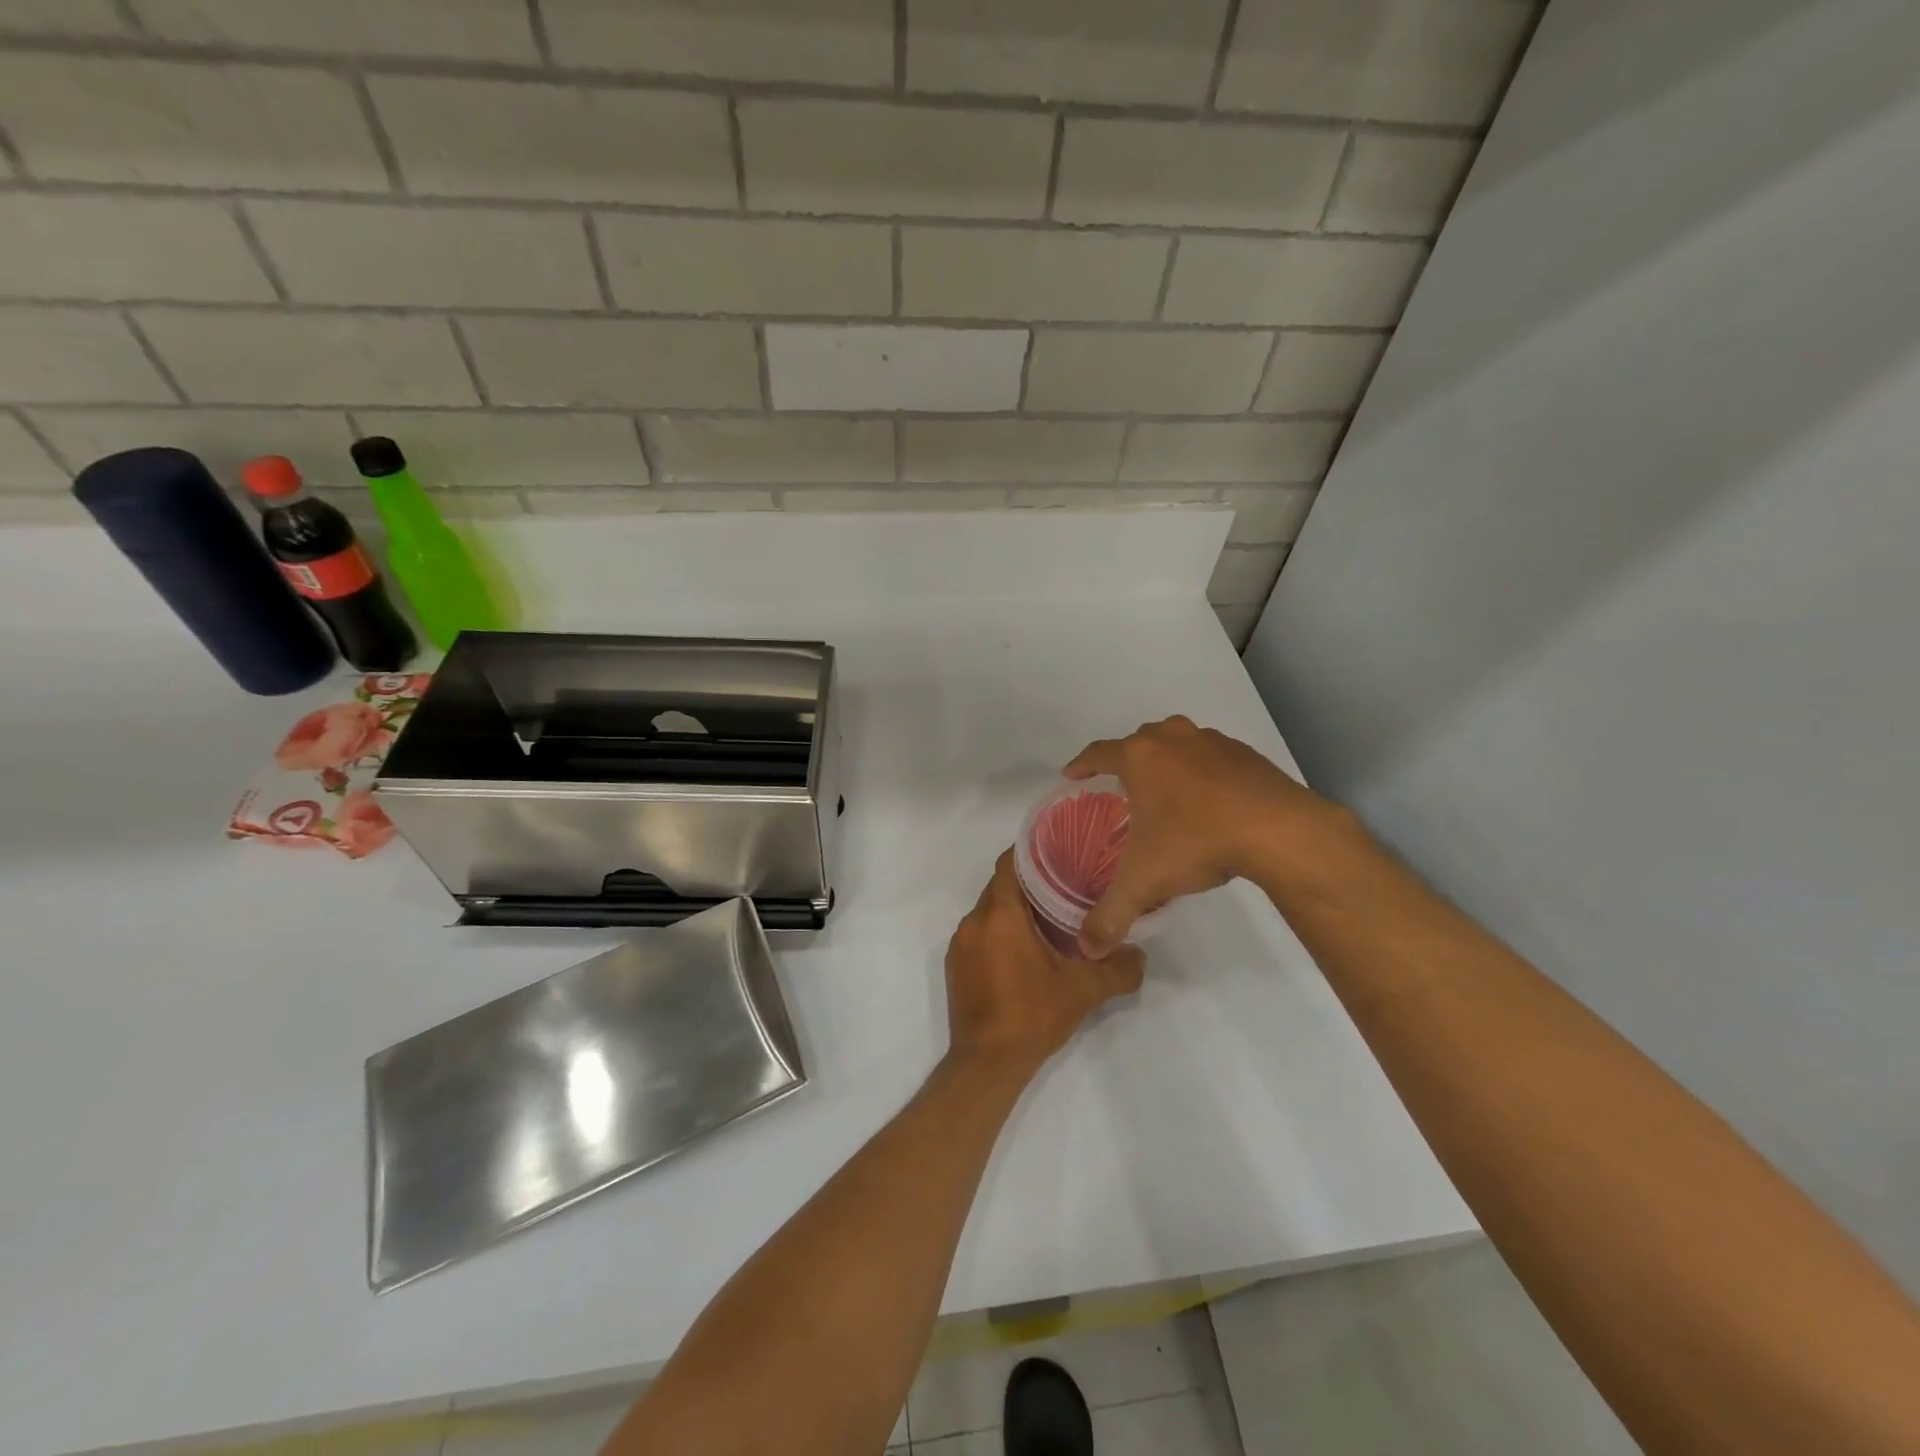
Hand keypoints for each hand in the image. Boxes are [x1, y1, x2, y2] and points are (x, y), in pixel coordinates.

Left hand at [945, 851, 1144, 1077]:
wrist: (986, 1064)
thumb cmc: (1032, 1016)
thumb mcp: (1083, 990)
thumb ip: (1117, 968)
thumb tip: (1140, 954)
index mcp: (999, 914)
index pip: (1010, 863)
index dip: (1034, 852)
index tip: (1062, 852)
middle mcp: (973, 921)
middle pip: (1001, 886)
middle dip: (1031, 884)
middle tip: (1067, 887)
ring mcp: (960, 944)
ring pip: (990, 911)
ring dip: (1016, 911)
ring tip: (1050, 919)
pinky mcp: (956, 965)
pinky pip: (980, 934)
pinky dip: (1001, 932)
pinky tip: (1026, 951)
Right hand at [1065, 715, 1349, 957]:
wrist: (1278, 830)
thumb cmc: (1197, 842)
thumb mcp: (1145, 883)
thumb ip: (1111, 915)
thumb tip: (1087, 950)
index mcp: (1140, 757)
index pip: (1098, 753)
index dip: (1081, 764)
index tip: (1071, 774)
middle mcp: (1172, 739)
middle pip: (1139, 741)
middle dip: (1127, 760)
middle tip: (1121, 787)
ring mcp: (1211, 742)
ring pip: (1177, 742)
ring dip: (1166, 761)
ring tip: (1165, 791)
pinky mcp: (1245, 754)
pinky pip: (1211, 756)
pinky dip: (1202, 771)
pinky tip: (1209, 800)